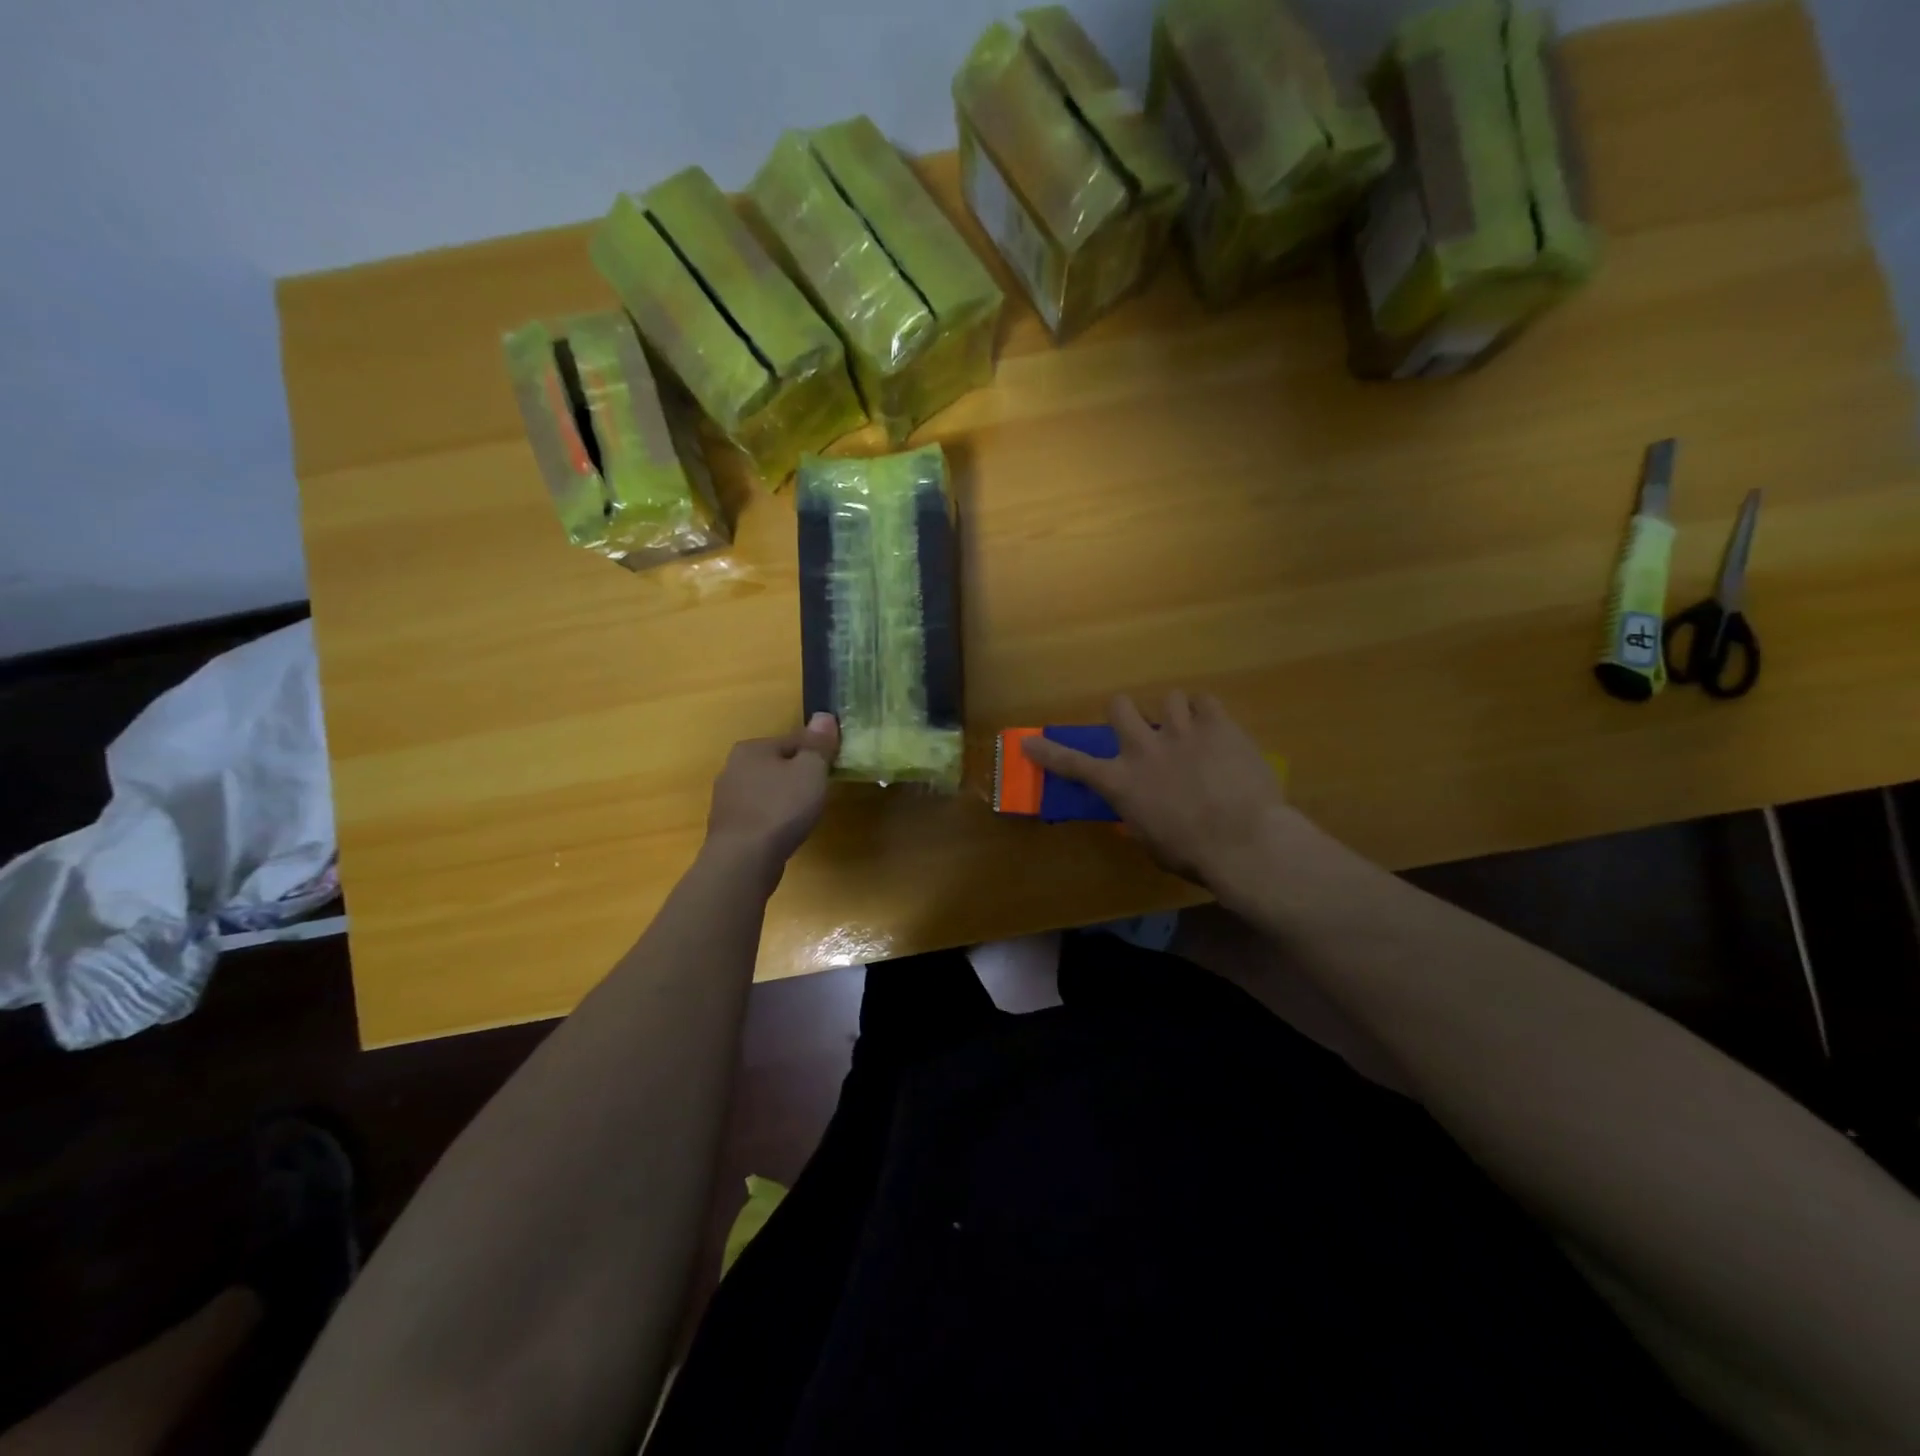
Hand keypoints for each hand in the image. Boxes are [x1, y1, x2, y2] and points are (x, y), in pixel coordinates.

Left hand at [705, 713, 839, 871]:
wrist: (743, 860)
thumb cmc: (781, 808)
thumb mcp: (810, 770)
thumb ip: (818, 743)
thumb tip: (823, 716)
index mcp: (751, 748)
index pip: (793, 741)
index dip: (816, 754)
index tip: (832, 770)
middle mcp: (732, 768)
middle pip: (777, 765)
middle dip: (798, 776)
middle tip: (819, 794)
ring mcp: (726, 799)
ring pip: (766, 790)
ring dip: (784, 798)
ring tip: (803, 815)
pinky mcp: (728, 827)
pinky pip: (758, 814)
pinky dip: (772, 818)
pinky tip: (784, 832)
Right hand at [1021, 692, 1296, 893]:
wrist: (1244, 842)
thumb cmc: (1193, 854)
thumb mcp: (1151, 842)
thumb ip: (1138, 816)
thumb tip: (1139, 809)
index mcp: (1121, 783)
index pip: (1073, 763)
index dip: (1048, 752)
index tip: (1030, 743)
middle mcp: (1142, 749)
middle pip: (1119, 706)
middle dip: (1126, 714)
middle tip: (1141, 729)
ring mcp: (1179, 731)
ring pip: (1168, 698)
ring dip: (1174, 714)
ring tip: (1190, 731)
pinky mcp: (1216, 724)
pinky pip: (1204, 700)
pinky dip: (1206, 713)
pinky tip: (1215, 729)